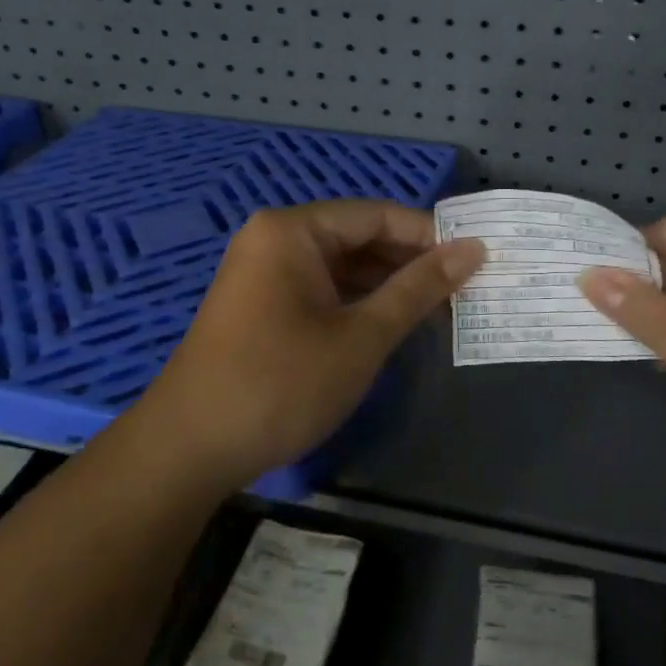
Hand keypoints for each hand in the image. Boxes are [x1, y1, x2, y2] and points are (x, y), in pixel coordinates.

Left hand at [147, 200, 482, 492]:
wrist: (189, 450)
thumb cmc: (281, 383)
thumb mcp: (361, 336)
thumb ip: (419, 288)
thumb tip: (474, 249)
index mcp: (293, 230)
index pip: (377, 215)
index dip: (429, 237)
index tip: (476, 261)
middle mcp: (276, 240)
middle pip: (359, 238)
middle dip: (411, 264)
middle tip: (465, 291)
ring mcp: (266, 274)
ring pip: (343, 268)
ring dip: (389, 288)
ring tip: (441, 312)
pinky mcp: (264, 307)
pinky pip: (323, 291)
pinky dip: (360, 305)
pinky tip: (396, 326)